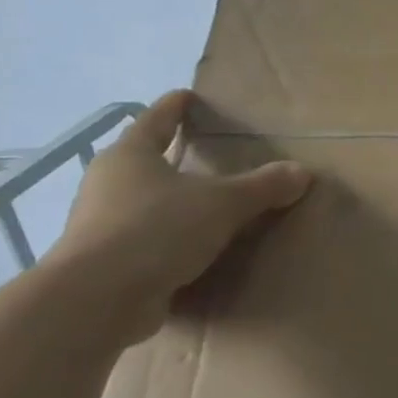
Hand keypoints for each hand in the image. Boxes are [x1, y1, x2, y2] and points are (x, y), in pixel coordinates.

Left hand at [48, 90, 311, 342]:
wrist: (96, 300)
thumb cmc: (156, 230)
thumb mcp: (223, 204)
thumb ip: (263, 187)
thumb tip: (302, 172)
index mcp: (130, 156)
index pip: (156, 119)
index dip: (175, 107)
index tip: (189, 96)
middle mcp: (108, 184)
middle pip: (144, 161)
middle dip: (172, 157)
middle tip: (207, 154)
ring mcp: (100, 224)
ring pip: (143, 203)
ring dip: (171, 203)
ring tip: (207, 206)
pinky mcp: (104, 263)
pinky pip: (145, 241)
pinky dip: (168, 240)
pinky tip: (194, 250)